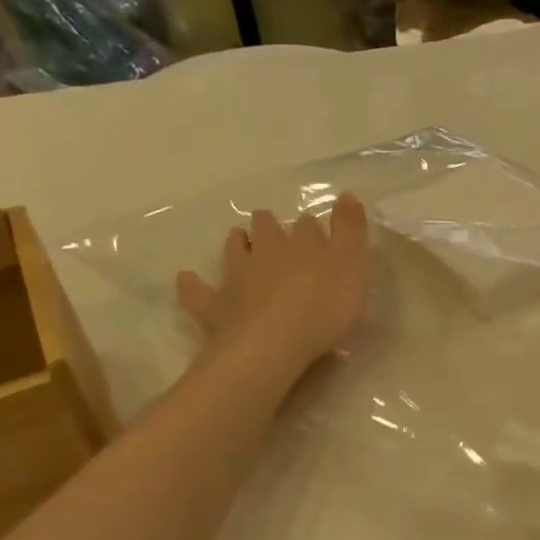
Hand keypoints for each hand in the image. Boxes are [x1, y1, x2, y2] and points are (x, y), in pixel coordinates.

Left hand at [176, 194, 370, 396]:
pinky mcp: (217, 308)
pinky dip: (193, 285)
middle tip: (270, 225)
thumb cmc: (323, 308)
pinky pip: (198, 292)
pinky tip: (187, 278)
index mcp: (303, 245)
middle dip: (269, 225)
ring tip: (238, 239)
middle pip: (266, 230)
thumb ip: (351, 230)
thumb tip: (346, 193)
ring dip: (237, 243)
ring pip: (234, 250)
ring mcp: (238, 278)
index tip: (314, 227)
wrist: (272, 346)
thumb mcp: (352, 266)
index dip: (311, 226)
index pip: (307, 226)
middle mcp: (267, 253)